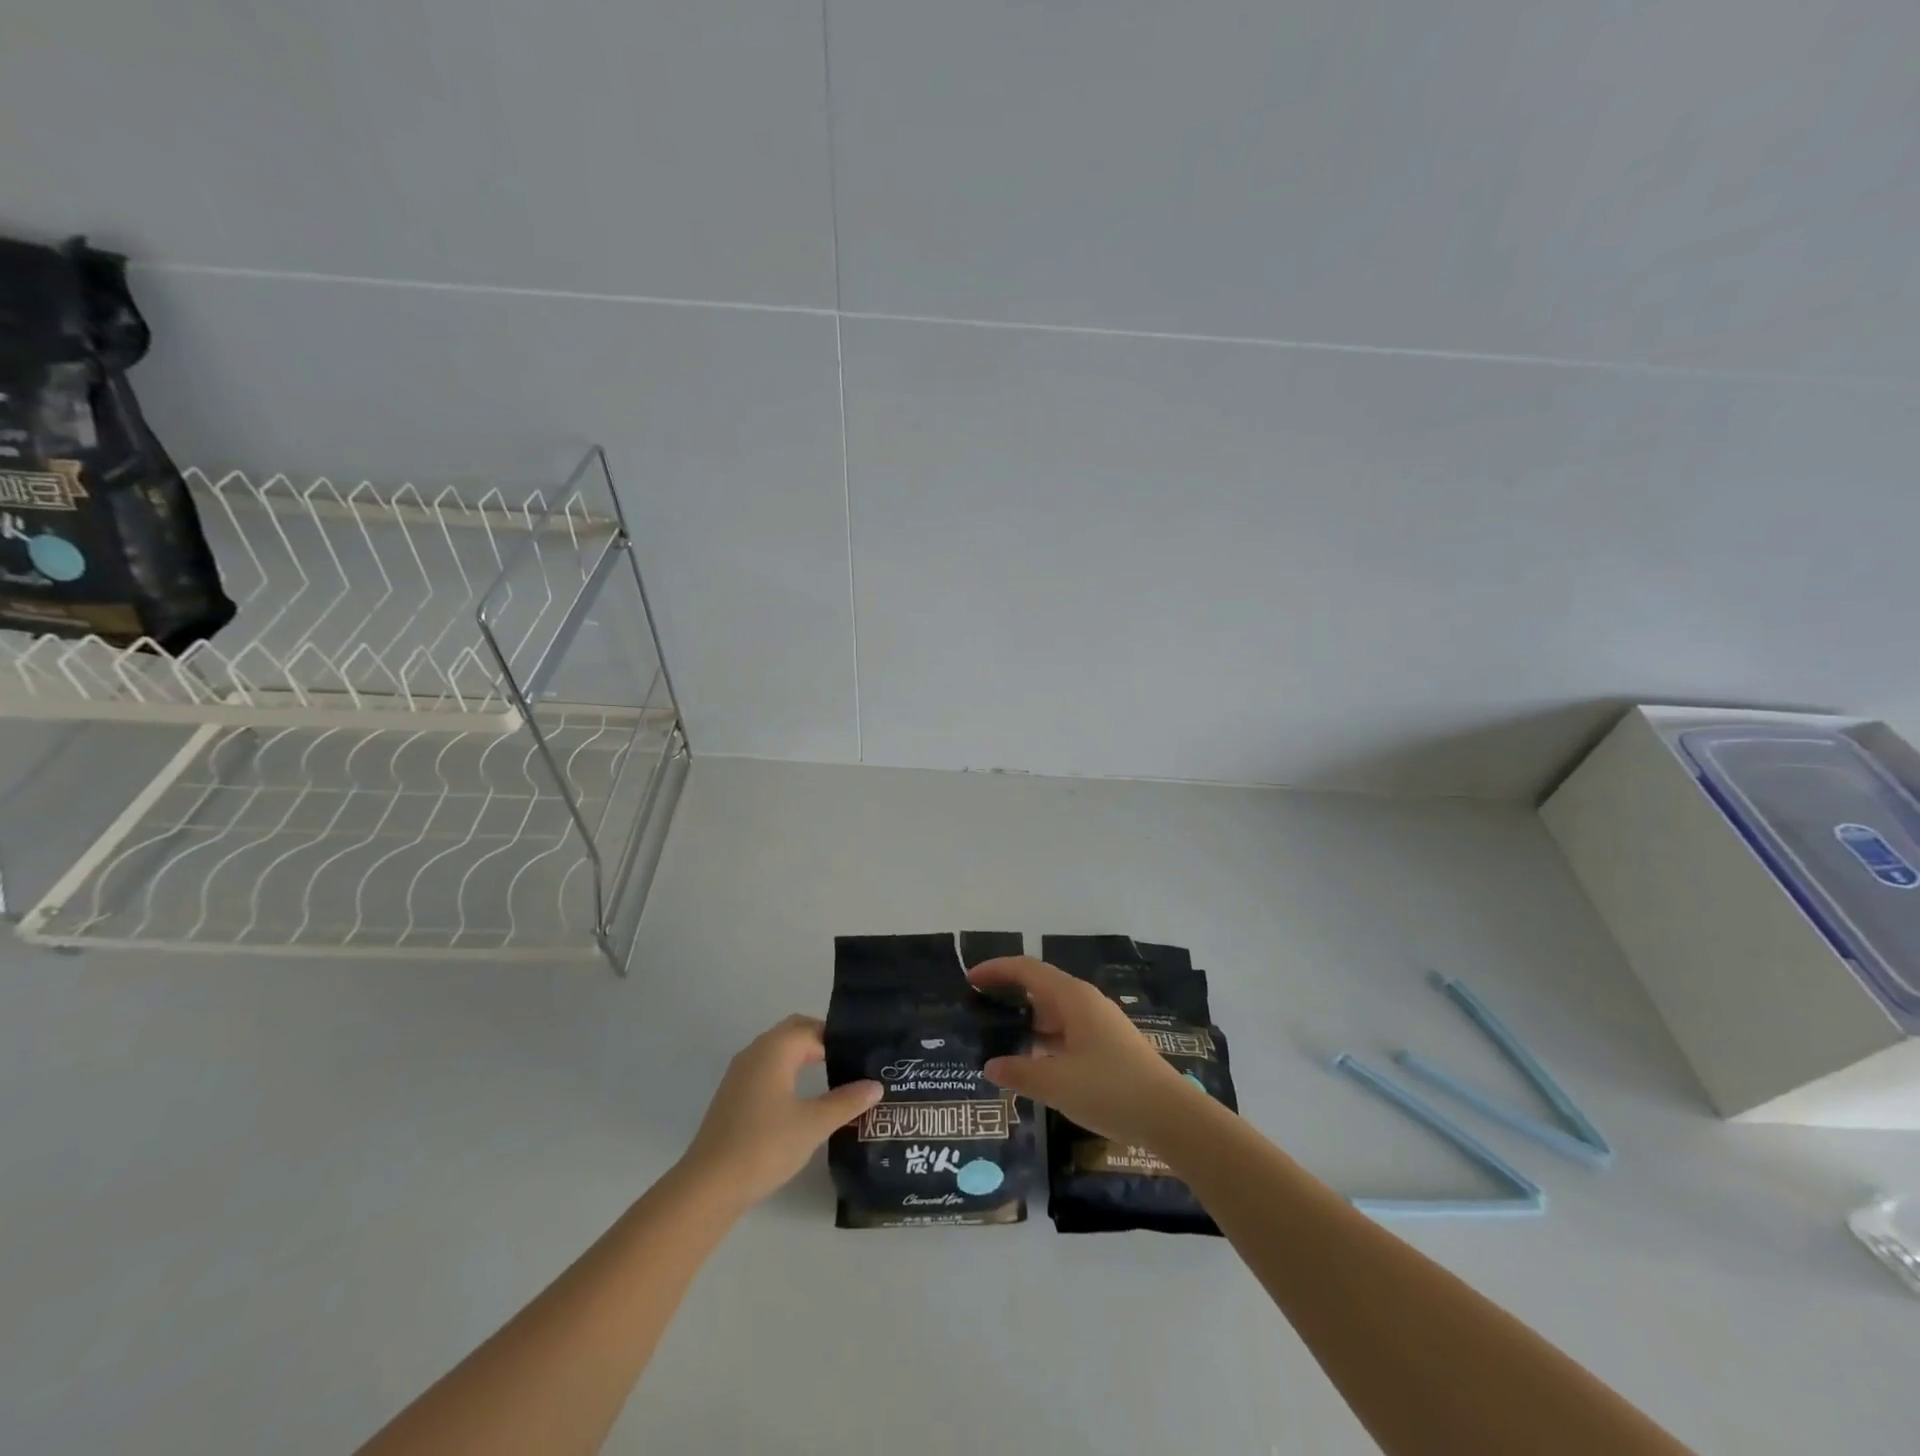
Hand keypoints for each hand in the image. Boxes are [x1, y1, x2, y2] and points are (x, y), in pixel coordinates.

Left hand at [677, 1015, 881, 1208]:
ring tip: (834, 1077)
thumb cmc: (764, 1146)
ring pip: (779, 1051)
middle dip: (822, 1042)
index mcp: (775, 1049)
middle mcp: (755, 1051)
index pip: (814, 1029)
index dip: (840, 1039)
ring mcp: (740, 1073)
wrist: (708, 1186)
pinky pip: (767, 1069)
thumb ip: (846, 1102)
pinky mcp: (733, 1095)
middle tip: (851, 1062)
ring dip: (804, 1057)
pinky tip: (802, 1099)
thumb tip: (876, 1086)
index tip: (864, 1054)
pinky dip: (788, 1072)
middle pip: (794, 1033)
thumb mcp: (813, 1124)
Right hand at [967, 956, 1204, 1147]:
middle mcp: (1085, 1002)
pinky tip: (1033, 1061)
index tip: (970, 979)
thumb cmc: (1110, 1090)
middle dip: (1008, 992)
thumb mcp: (1056, 1084)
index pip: (1027, 969)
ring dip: (1026, 1018)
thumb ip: (1019, 1072)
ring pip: (1054, 1010)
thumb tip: (991, 1066)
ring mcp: (1099, 1023)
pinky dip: (1044, 1037)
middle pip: (1040, 985)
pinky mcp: (1108, 1044)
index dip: (997, 970)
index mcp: (1072, 998)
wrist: (1171, 1115)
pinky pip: (1066, 1030)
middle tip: (978, 1008)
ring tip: (998, 1035)